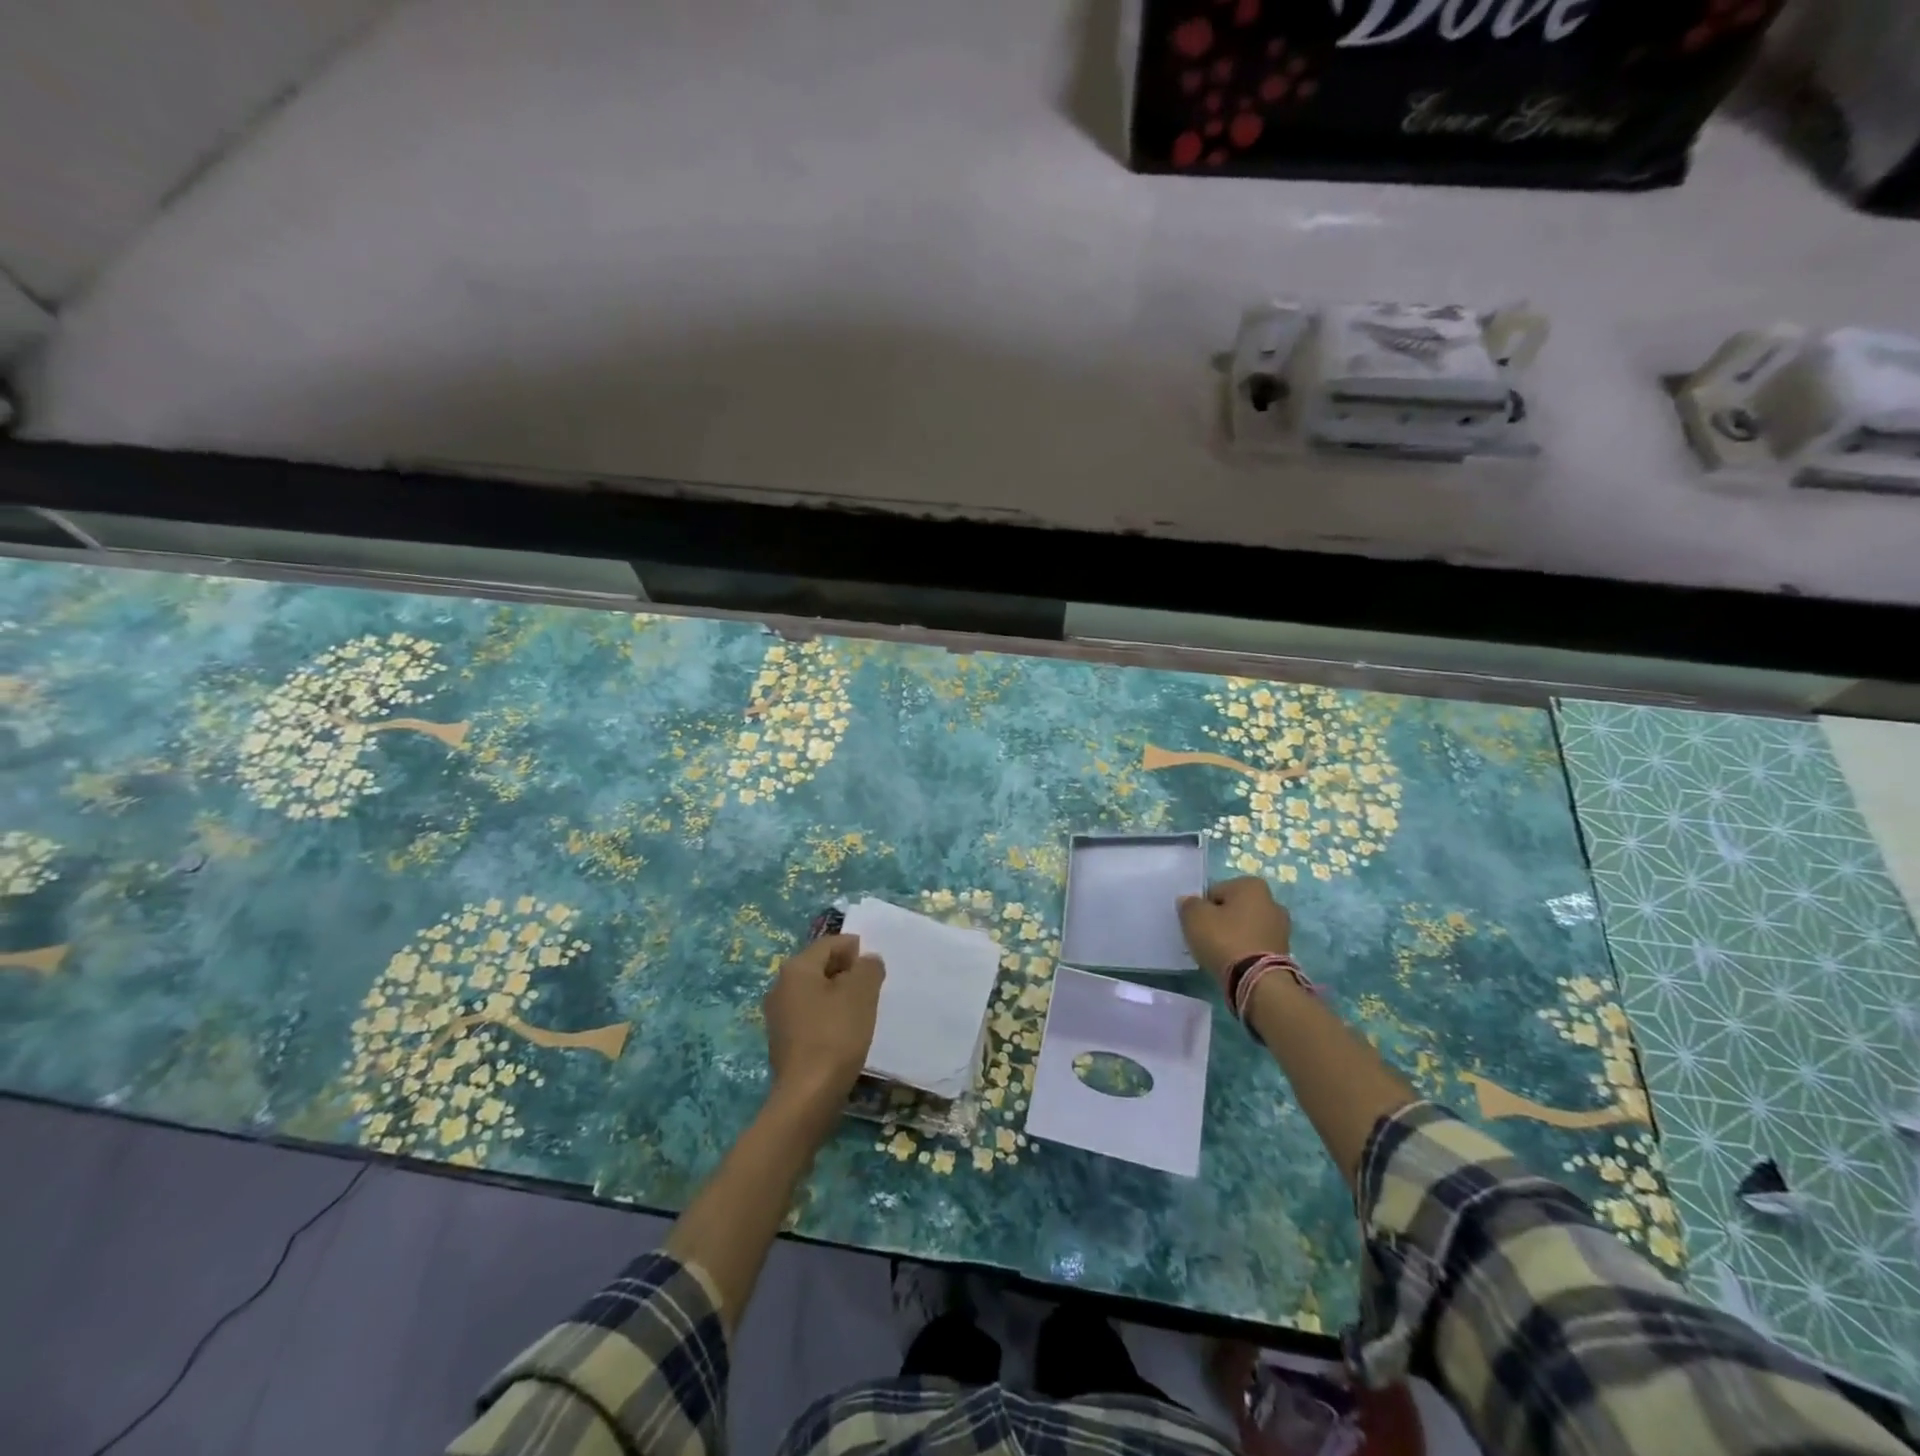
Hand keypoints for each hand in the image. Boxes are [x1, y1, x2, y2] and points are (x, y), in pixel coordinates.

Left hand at [763, 934, 884, 1116]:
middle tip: (872, 987)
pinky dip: (828, 1016)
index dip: (855, 949)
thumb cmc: (836, 1034)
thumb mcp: (861, 993)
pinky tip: (844, 1032)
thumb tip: (867, 960)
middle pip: (819, 966)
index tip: (875, 966)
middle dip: (846, 972)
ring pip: (814, 992)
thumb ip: (868, 968)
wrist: (808, 1095)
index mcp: (796, 968)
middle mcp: (780, 986)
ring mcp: (777, 1015)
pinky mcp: (782, 1041)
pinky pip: (809, 1016)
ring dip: (837, 995)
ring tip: (862, 1010)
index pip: (830, 944)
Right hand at [1178, 877, 1291, 990]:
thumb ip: (1189, 904)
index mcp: (1252, 885)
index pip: (1215, 891)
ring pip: (1245, 927)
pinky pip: (1255, 944)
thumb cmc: (1225, 940)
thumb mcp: (1194, 917)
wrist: (1258, 981)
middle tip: (1207, 939)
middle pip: (1233, 908)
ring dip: (1234, 936)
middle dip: (1221, 920)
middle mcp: (1272, 901)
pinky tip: (1234, 963)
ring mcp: (1281, 927)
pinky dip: (1245, 950)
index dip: (1202, 908)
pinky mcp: (1284, 951)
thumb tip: (1190, 902)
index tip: (1197, 925)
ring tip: (1220, 954)